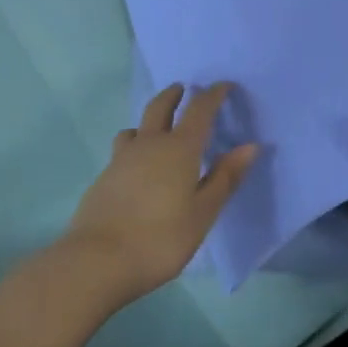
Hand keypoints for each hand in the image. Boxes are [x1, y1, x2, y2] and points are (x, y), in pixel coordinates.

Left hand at [63, 82, 256, 306]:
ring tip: (157, 129)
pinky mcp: (103, 178)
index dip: (213, 95)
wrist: (97, 260)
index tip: (224, 86)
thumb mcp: (203, 213)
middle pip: (160, 107)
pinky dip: (135, 146)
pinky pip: (123, 150)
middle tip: (183, 89)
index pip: (199, 110)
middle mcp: (149, 144)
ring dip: (149, 120)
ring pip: (136, 128)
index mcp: (179, 149)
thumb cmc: (161, 238)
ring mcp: (121, 159)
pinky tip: (138, 168)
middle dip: (174, 95)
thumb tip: (250, 146)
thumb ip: (225, 178)